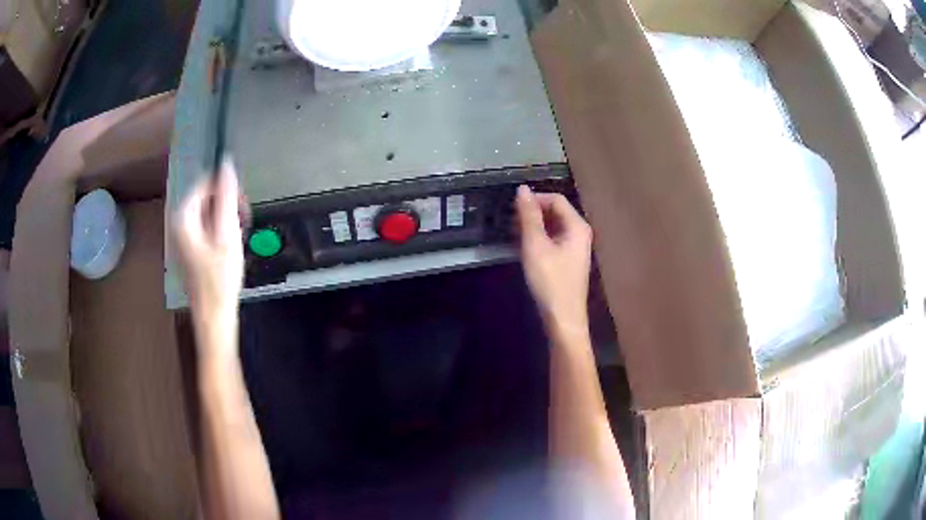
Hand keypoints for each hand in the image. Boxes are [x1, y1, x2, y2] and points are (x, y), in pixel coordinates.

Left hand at [171, 158, 246, 320]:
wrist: (214, 315)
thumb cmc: (220, 278)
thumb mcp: (227, 233)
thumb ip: (226, 196)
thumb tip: (227, 164)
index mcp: (183, 217)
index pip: (205, 183)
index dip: (226, 189)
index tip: (242, 206)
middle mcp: (178, 223)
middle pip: (205, 197)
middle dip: (227, 205)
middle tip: (242, 222)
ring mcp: (182, 237)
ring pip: (207, 212)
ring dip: (225, 218)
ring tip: (237, 236)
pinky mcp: (188, 248)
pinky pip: (205, 226)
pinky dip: (220, 230)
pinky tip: (229, 245)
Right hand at [516, 185, 592, 334]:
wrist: (563, 318)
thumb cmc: (550, 282)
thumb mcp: (535, 246)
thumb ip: (529, 217)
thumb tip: (522, 189)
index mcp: (577, 226)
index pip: (556, 199)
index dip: (535, 198)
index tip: (512, 206)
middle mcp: (580, 233)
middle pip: (556, 211)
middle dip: (534, 212)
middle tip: (510, 220)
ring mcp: (576, 247)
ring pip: (554, 226)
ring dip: (534, 225)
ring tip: (514, 232)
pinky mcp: (569, 260)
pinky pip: (554, 239)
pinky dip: (539, 238)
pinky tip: (524, 246)